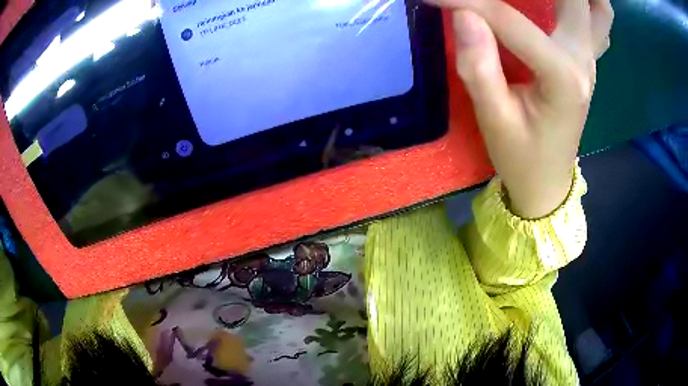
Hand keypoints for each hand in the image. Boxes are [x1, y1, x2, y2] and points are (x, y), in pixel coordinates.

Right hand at [425, 0, 612, 217]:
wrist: (547, 182)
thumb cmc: (521, 157)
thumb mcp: (494, 120)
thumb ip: (479, 67)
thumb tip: (464, 14)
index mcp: (563, 77)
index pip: (509, 20)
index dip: (467, 2)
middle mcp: (583, 60)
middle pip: (577, 0)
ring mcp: (590, 60)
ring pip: (599, 9)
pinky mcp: (586, 62)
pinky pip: (599, 24)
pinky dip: (590, 4)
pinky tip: (570, 2)